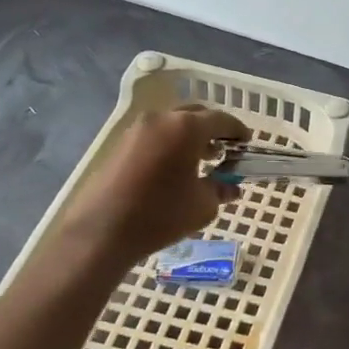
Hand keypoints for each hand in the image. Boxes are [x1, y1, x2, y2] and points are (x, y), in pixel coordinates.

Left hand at [54, 103, 248, 264]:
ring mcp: (137, 130)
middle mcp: (161, 119)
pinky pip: (155, 136)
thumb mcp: (203, 205)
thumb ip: (221, 189)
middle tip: (224, 151)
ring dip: (190, 137)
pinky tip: (174, 169)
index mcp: (186, 128)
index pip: (221, 120)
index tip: (246, 144)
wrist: (101, 232)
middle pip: (195, 116)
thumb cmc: (161, 215)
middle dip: (213, 130)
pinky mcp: (120, 145)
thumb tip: (230, 187)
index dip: (238, 131)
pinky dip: (170, 145)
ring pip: (173, 124)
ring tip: (200, 161)